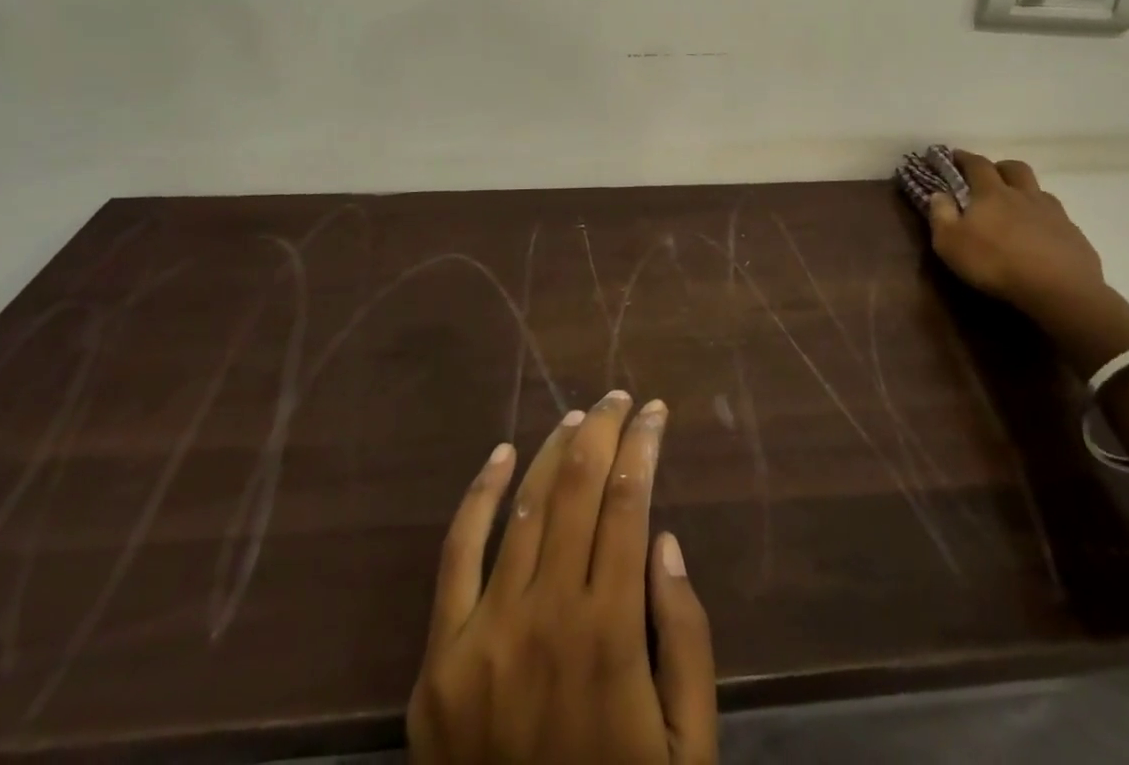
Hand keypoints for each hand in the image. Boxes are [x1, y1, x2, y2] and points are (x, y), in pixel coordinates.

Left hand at [407, 391, 717, 764]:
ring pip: (525, 505)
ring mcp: (486, 632)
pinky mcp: (440, 656)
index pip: (629, 501)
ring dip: (555, 450)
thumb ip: (685, 638)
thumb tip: (662, 538)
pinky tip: (502, 454)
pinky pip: (457, 552)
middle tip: (619, 398)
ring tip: (579, 418)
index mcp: (611, 633)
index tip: (655, 412)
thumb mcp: (688, 747)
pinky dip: (479, 493)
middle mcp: (547, 615)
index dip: (643, 444)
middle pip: (579, 487)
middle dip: (604, 430)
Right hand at [925, 152, 1105, 315]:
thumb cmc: (995, 263)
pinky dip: (1045, 220)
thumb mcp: (950, 243)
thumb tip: (939, 194)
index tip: (954, 156)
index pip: (977, 164)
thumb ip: (941, 215)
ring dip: (1026, 192)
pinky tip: (1041, 237)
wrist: (1059, 290)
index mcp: (992, 193)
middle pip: (1014, 168)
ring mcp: (1053, 213)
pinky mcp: (1074, 234)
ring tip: (1017, 208)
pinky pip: (1058, 218)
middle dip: (1000, 167)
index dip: (964, 158)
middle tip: (990, 177)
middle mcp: (1024, 195)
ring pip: (1039, 191)